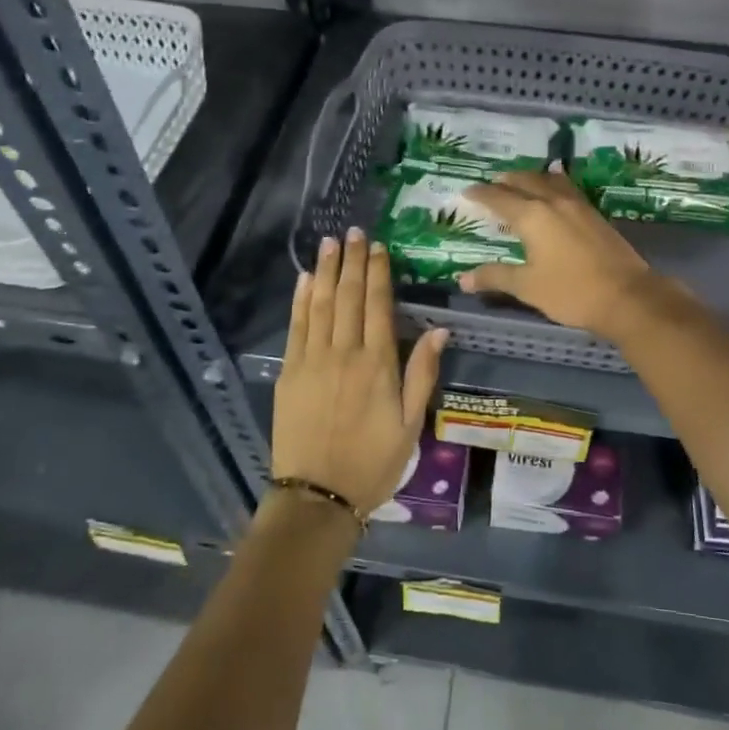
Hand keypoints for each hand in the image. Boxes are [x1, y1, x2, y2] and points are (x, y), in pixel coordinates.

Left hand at [273, 228, 448, 516]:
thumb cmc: (373, 462)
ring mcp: (312, 360)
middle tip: (354, 232)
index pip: (378, 305)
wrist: (318, 496)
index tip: (379, 247)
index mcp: (377, 364)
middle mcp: (344, 353)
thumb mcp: (411, 424)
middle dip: (353, 261)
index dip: (378, 272)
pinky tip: (306, 279)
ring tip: (330, 242)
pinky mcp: (289, 372)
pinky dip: (301, 299)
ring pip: (321, 304)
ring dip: (327, 270)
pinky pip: (296, 326)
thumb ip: (423, 374)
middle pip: (349, 296)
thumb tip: (439, 331)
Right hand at [459, 170, 656, 339]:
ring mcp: (578, 205)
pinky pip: (568, 188)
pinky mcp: (595, 214)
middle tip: (491, 183)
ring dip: (531, 177)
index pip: (499, 198)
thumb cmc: (571, 292)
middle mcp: (553, 202)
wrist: (627, 296)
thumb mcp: (527, 287)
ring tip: (521, 180)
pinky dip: (554, 183)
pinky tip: (556, 189)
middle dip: (505, 180)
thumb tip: (463, 278)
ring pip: (549, 180)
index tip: (467, 191)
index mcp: (532, 216)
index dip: (481, 194)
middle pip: (525, 181)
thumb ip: (495, 277)